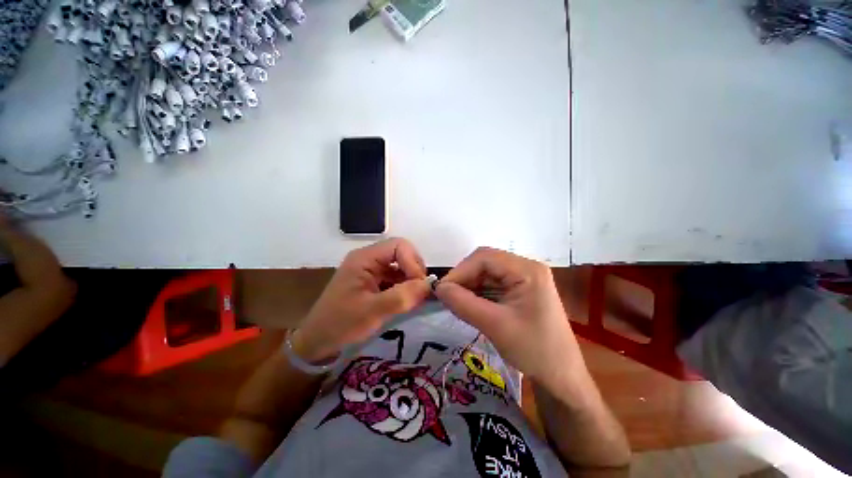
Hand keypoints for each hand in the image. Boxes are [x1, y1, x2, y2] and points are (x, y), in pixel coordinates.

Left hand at [293, 238, 431, 362]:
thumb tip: (428, 285)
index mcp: (364, 258)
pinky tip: (408, 301)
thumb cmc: (340, 324)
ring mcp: (371, 270)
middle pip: (402, 253)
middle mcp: (369, 259)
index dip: (413, 261)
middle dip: (414, 270)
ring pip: (401, 266)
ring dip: (412, 280)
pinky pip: (396, 278)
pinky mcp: (374, 282)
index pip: (398, 246)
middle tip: (420, 291)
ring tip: (416, 298)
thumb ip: (401, 297)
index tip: (420, 285)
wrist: (318, 342)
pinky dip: (406, 287)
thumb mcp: (372, 312)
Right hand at [435, 247, 584, 391]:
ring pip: (486, 273)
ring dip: (469, 286)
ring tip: (456, 303)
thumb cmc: (534, 351)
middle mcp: (525, 267)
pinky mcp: (519, 290)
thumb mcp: (495, 326)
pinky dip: (477, 293)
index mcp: (527, 270)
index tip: (442, 290)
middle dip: (464, 278)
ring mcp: (523, 278)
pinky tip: (469, 305)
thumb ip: (463, 304)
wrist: (561, 377)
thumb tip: (438, 288)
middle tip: (447, 297)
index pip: (485, 258)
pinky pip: (491, 284)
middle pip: (485, 263)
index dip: (460, 270)